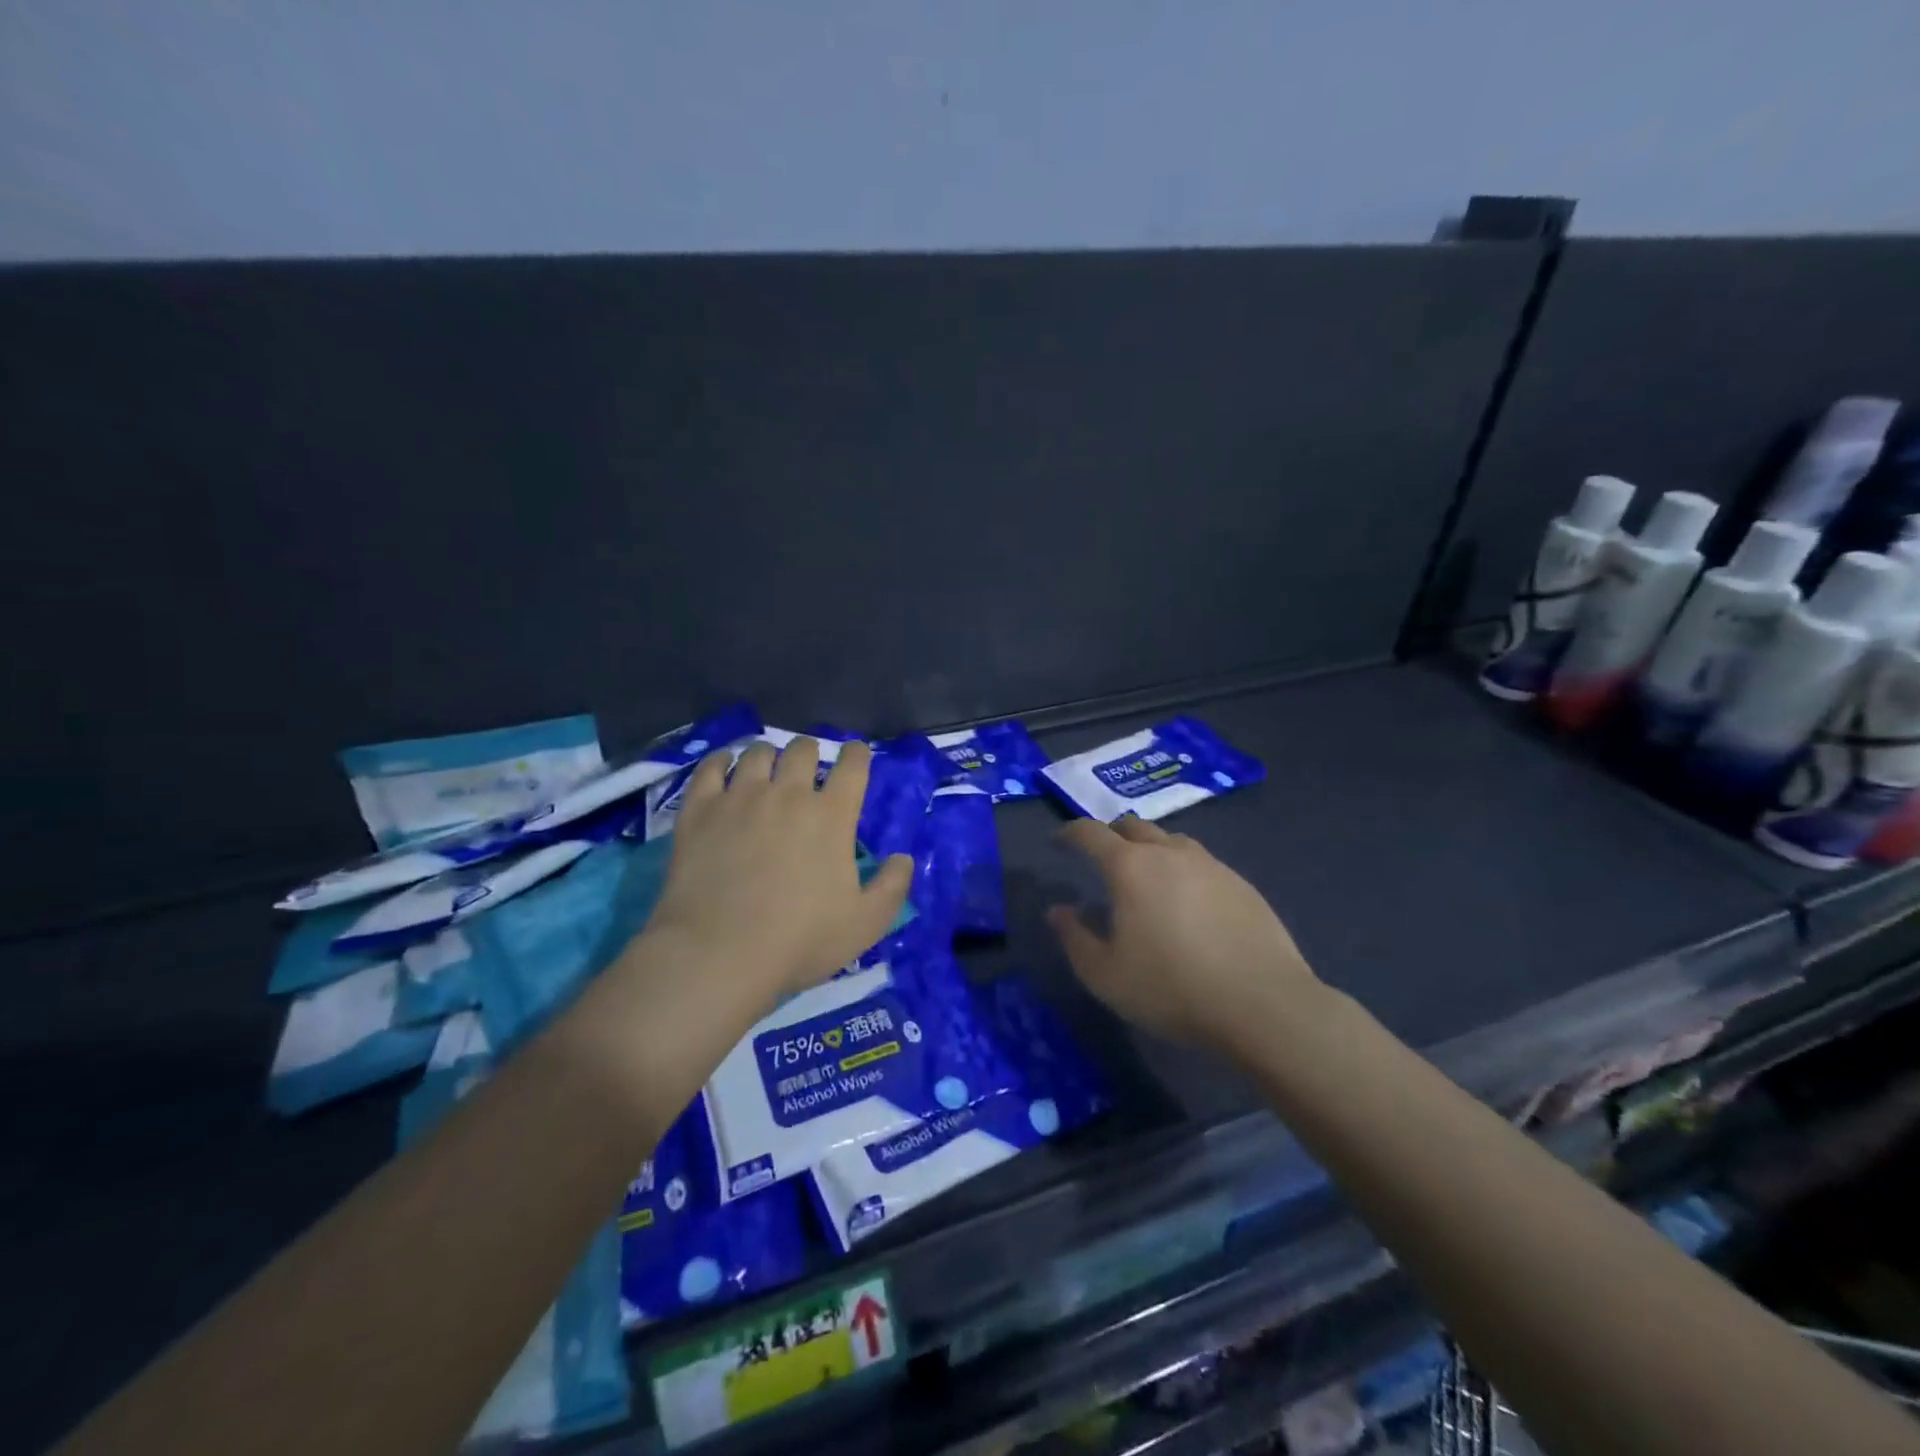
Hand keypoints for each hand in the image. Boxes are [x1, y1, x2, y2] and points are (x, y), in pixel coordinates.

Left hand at [646, 737, 913, 1003]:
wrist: (719, 953)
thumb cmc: (800, 940)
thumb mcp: (865, 924)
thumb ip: (892, 887)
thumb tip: (903, 857)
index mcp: (832, 815)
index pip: (852, 765)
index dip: (856, 754)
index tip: (855, 755)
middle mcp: (788, 794)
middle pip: (802, 749)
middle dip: (810, 752)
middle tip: (806, 768)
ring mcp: (740, 798)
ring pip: (757, 753)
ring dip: (768, 756)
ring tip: (765, 769)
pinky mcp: (700, 810)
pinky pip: (710, 768)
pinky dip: (721, 762)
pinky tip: (724, 768)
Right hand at [1048, 815, 1322, 1054]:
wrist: (1262, 1004)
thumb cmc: (1172, 988)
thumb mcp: (1105, 975)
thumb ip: (1075, 938)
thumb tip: (1059, 911)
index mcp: (1130, 867)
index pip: (1090, 832)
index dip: (1069, 833)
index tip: (1059, 842)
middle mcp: (1169, 852)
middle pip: (1133, 826)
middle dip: (1111, 836)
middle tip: (1101, 859)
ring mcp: (1211, 865)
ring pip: (1171, 841)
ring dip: (1150, 850)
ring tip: (1147, 878)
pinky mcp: (1242, 884)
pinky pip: (1202, 864)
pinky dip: (1183, 871)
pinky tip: (1189, 903)